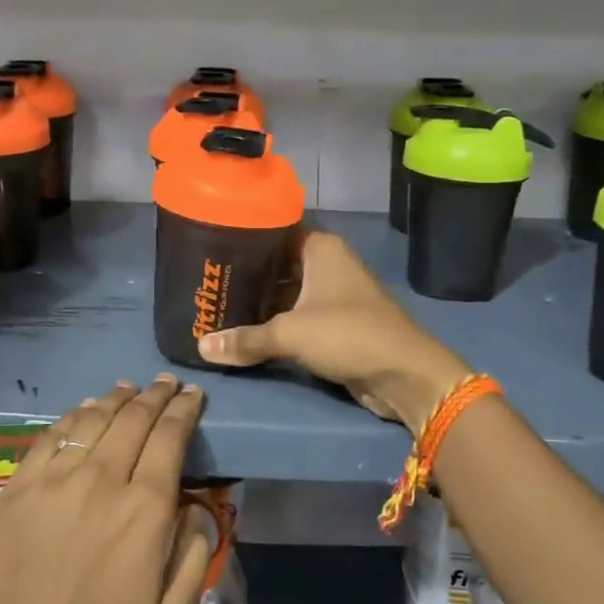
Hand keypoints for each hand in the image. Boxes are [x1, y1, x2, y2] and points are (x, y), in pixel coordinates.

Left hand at [0, 378, 212, 603]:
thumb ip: (195, 556)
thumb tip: (197, 510)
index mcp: (143, 510)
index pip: (169, 437)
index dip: (184, 410)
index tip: (193, 395)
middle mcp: (100, 481)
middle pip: (132, 419)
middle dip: (155, 396)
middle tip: (167, 384)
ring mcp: (52, 483)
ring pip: (90, 420)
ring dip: (115, 400)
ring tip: (129, 389)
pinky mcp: (16, 491)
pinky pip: (48, 438)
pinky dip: (72, 418)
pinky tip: (82, 413)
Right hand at [197, 231, 467, 434]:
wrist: (403, 374)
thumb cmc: (347, 334)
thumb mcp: (290, 333)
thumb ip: (245, 339)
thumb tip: (201, 347)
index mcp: (320, 248)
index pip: (274, 229)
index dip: (244, 234)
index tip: (210, 241)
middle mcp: (327, 264)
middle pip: (277, 262)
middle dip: (246, 272)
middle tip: (205, 279)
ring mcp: (332, 294)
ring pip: (285, 291)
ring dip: (258, 300)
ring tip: (216, 303)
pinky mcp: (334, 323)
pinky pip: (295, 315)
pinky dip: (274, 321)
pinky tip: (243, 329)